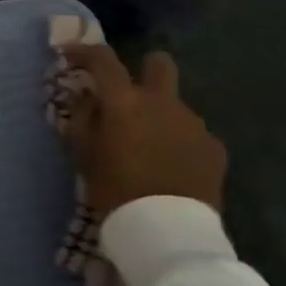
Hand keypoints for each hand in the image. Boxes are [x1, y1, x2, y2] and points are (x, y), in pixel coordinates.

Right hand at [58, 44, 226, 217]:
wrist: (168, 233)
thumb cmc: (116, 190)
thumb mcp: (84, 155)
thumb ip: (82, 118)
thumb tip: (85, 97)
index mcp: (125, 100)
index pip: (103, 59)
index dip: (84, 51)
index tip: (70, 55)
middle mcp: (162, 102)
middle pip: (159, 64)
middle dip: (145, 69)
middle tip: (130, 93)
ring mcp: (193, 124)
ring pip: (175, 105)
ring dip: (160, 115)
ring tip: (150, 147)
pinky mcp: (214, 148)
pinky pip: (193, 134)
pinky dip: (180, 142)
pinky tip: (172, 167)